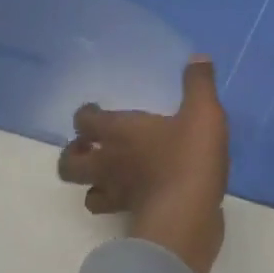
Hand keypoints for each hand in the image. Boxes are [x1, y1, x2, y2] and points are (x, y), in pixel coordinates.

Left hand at [57, 56, 229, 272]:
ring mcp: (117, 193)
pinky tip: (135, 195)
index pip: (85, 120)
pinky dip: (118, 201)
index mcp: (119, 132)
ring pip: (86, 190)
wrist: (188, 213)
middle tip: (93, 146)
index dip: (87, 114)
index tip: (95, 109)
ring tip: (109, 174)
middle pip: (70, 162)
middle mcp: (108, 162)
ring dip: (91, 181)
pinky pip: (113, 208)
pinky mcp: (132, 215)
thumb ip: (199, 85)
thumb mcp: (203, 112)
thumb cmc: (189, 156)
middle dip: (75, 152)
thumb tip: (198, 57)